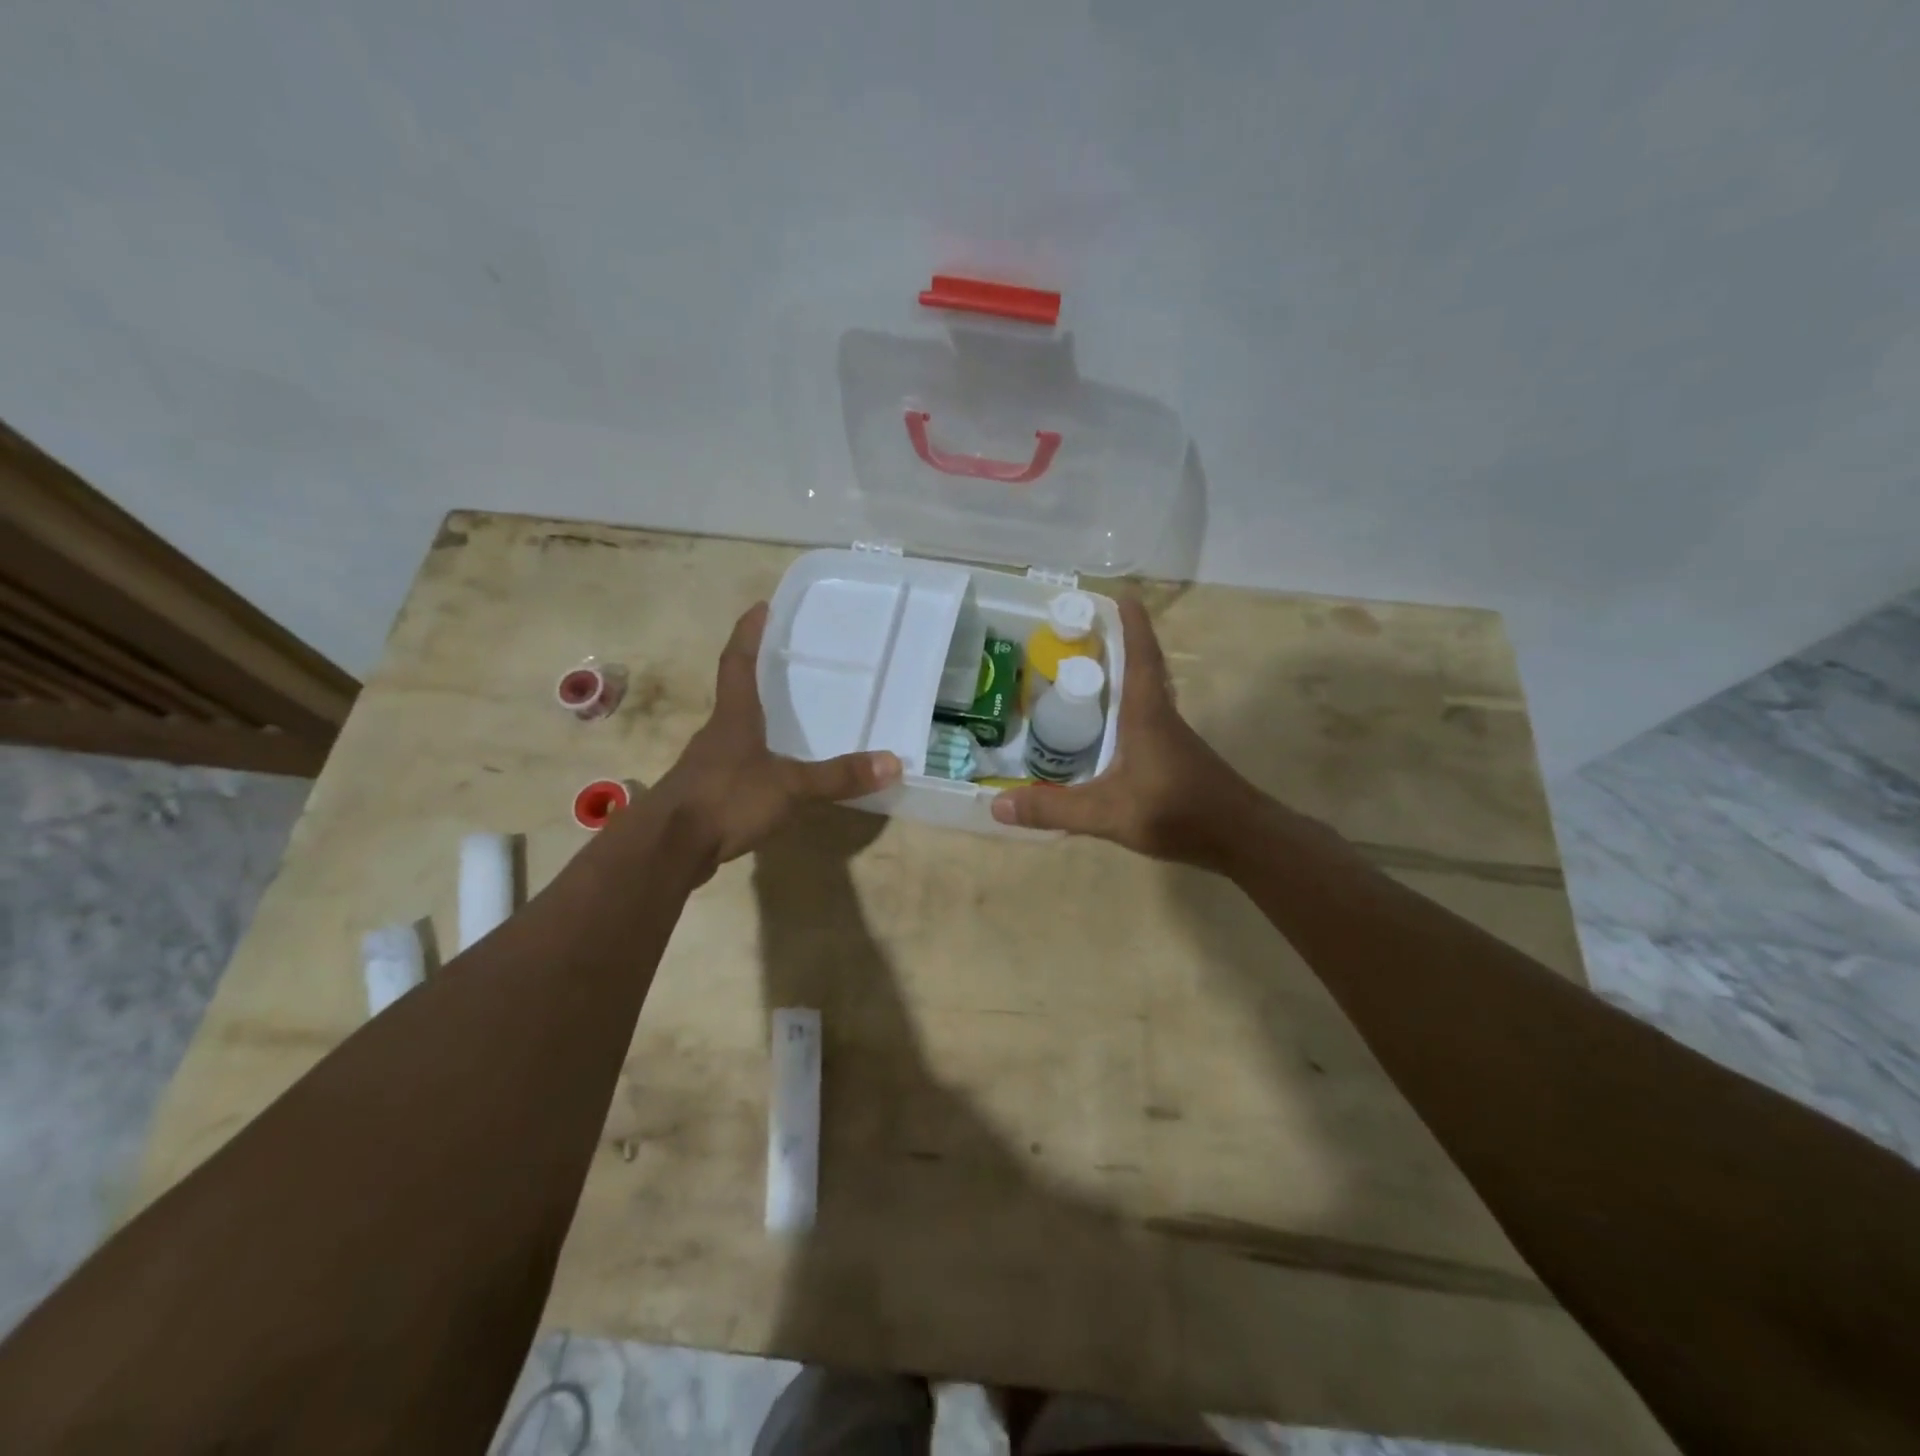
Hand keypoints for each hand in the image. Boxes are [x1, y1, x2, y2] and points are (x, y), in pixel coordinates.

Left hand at [648, 602, 900, 865]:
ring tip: (786, 720)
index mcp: (734, 718)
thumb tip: (893, 763)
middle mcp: (717, 734)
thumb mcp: (790, 787)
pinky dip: (754, 761)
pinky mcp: (704, 795)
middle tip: (785, 663)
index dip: (749, 633)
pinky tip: (771, 775)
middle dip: (756, 675)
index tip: (760, 606)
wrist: (667, 849)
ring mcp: (707, 766)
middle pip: (735, 695)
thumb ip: (838, 777)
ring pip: (734, 733)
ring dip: (756, 721)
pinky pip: (735, 766)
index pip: (738, 662)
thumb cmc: (726, 800)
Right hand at [990, 596, 1268, 869]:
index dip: (1131, 625)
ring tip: (1090, 675)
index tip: (1123, 595)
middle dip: (1120, 646)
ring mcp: (1173, 739)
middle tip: (1090, 632)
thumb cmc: (1177, 812)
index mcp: (1146, 715)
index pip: (1140, 657)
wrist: (1242, 838)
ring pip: (1146, 697)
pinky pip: (1147, 722)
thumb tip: (997, 805)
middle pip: (1143, 670)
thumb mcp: (1108, 813)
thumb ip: (1054, 809)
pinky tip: (1109, 733)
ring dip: (1124, 678)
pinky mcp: (1177, 760)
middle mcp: (1161, 718)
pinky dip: (1127, 712)